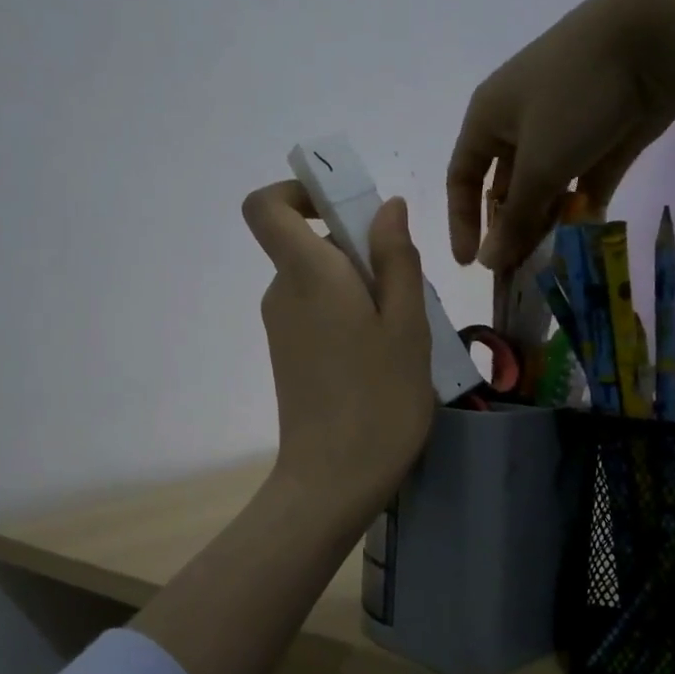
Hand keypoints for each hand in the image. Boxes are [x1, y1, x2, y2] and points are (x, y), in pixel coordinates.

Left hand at [243, 180, 434, 519]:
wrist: (333, 480)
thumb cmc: (380, 399)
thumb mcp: (407, 324)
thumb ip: (396, 258)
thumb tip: (387, 207)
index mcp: (306, 274)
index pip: (266, 207)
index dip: (298, 192)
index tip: (345, 209)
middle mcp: (282, 294)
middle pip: (309, 245)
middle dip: (359, 251)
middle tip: (408, 293)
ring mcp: (281, 329)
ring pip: (321, 283)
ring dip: (363, 289)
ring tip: (404, 333)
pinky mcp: (288, 357)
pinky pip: (318, 314)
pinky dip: (350, 317)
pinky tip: (383, 357)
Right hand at [447, 0, 674, 272]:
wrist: (658, 34)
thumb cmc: (575, 96)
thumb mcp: (539, 165)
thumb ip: (515, 219)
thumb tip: (489, 263)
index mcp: (488, 117)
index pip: (462, 177)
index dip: (461, 221)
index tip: (472, 263)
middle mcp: (520, 122)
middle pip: (505, 186)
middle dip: (509, 227)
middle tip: (518, 268)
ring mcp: (563, 126)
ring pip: (544, 185)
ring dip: (545, 220)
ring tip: (551, 258)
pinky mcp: (603, 133)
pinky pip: (581, 179)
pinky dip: (580, 205)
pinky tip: (584, 235)